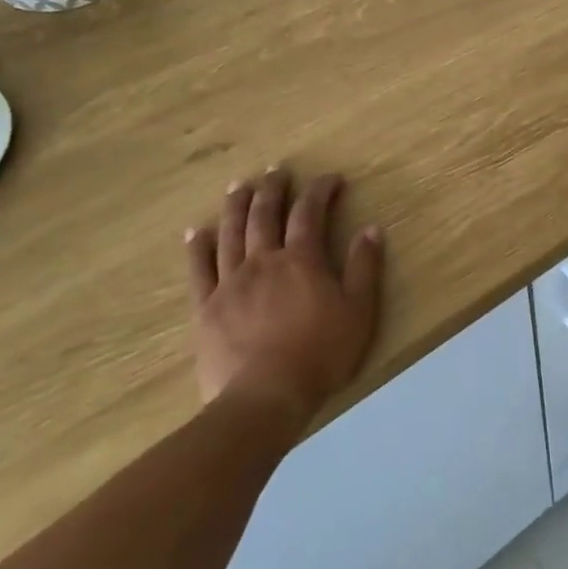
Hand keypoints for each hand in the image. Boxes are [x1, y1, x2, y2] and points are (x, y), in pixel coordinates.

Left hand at [185, 169, 383, 425]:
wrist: (265, 397)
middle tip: (276, 171)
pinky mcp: (206, 307)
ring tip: (239, 185)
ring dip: (236, 206)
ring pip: (230, 234)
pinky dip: (197, 246)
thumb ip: (365, 267)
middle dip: (273, 189)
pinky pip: (199, 269)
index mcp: (302, 260)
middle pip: (264, 215)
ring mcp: (230, 283)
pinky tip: (196, 231)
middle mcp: (263, 261)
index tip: (331, 178)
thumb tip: (371, 229)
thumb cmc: (321, 354)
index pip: (310, 213)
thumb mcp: (359, 311)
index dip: (320, 191)